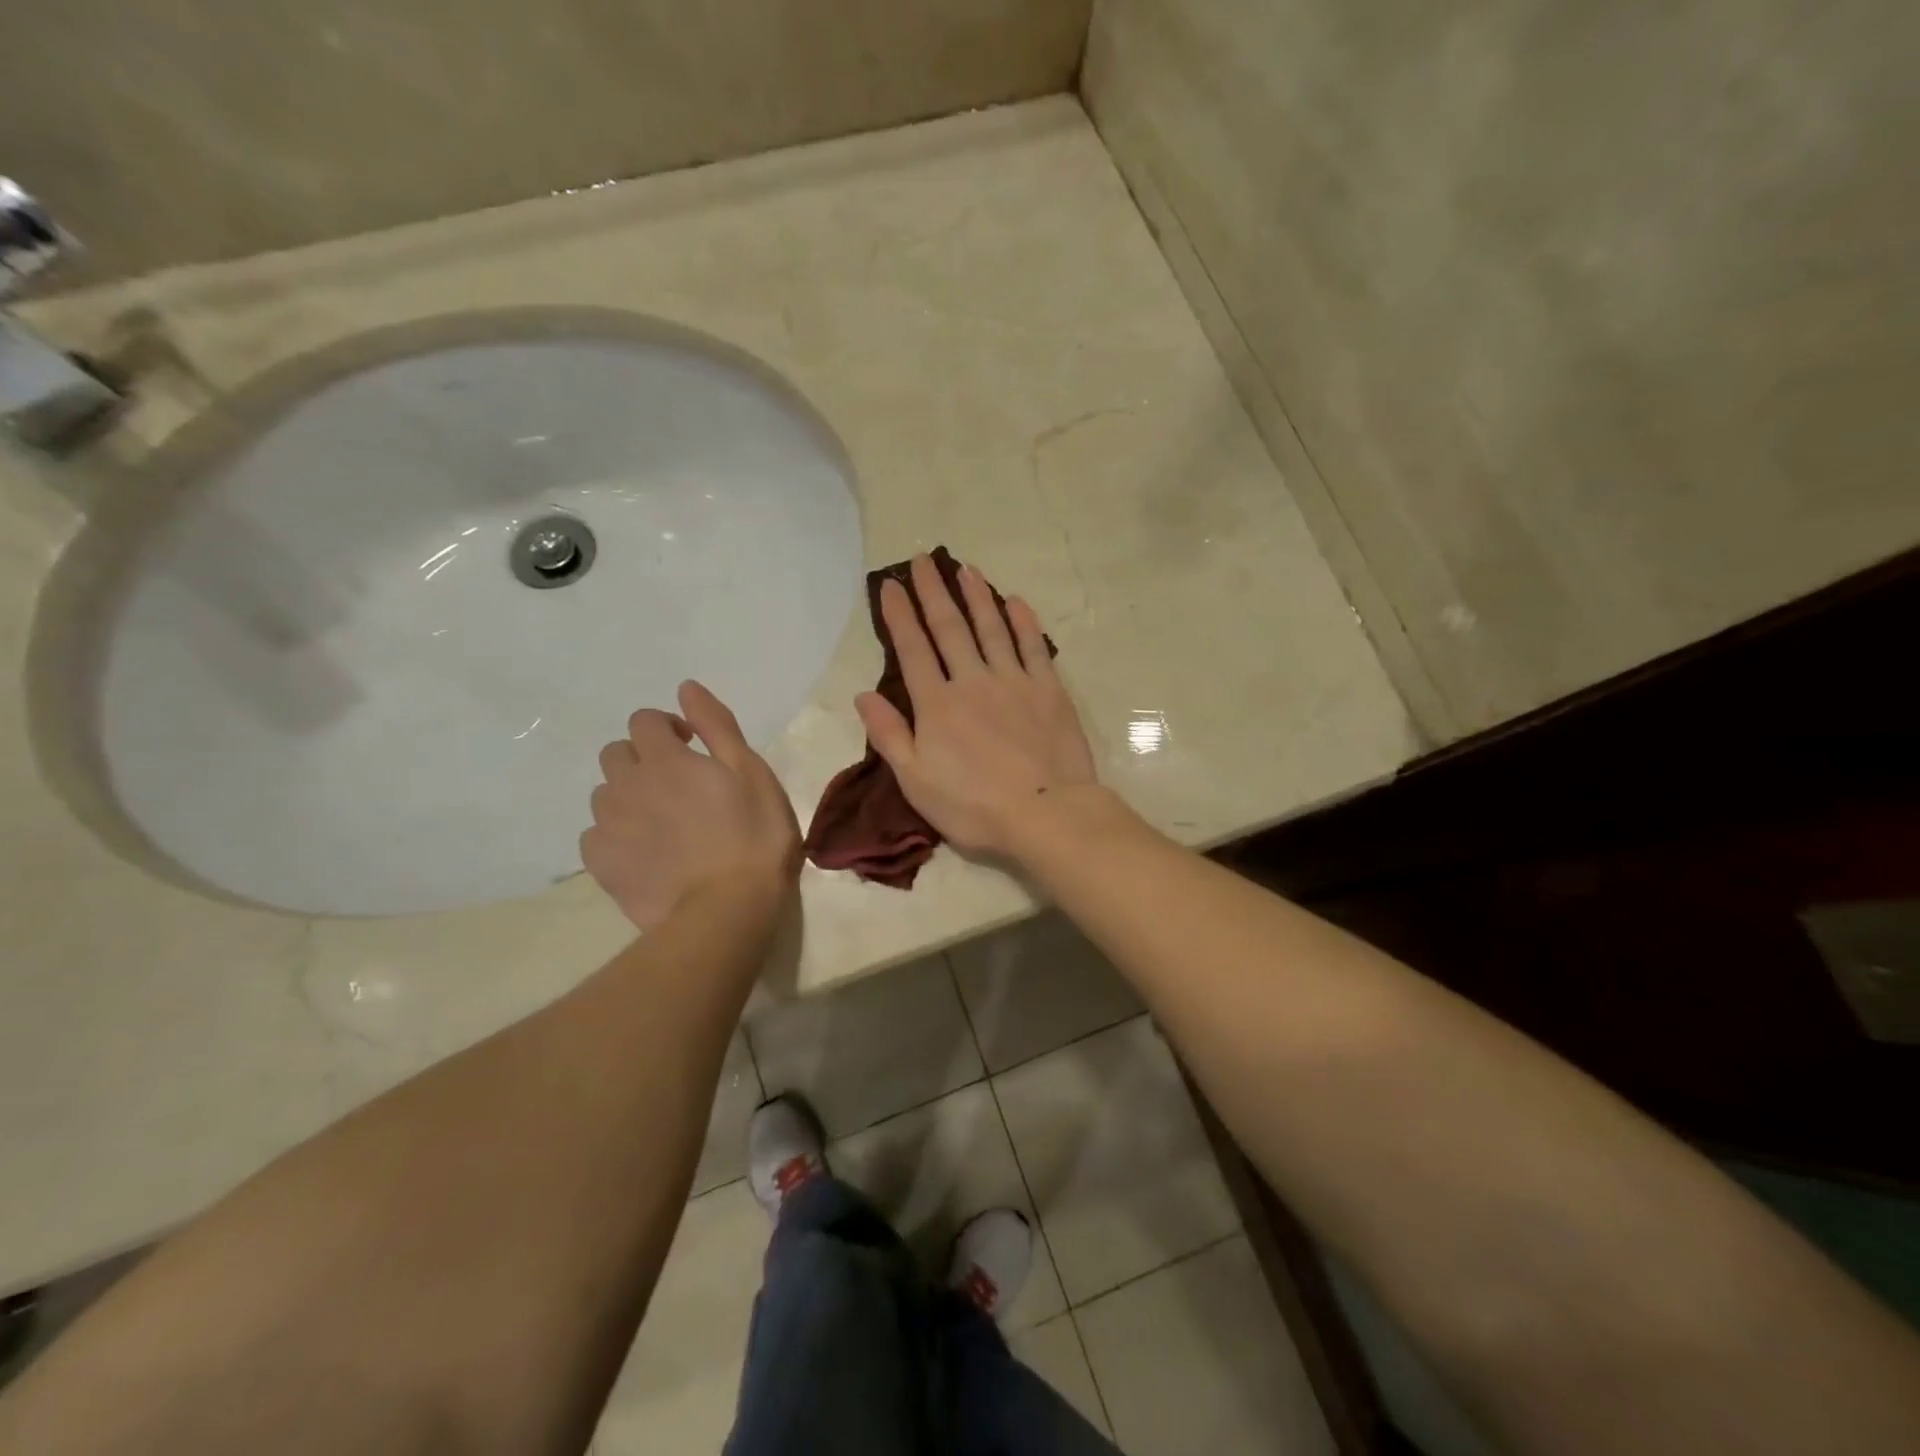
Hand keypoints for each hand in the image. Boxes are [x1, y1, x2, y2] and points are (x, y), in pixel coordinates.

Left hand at [582, 680, 800, 931]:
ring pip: (605, 794)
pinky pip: (596, 835)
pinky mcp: (601, 864)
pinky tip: (645, 853)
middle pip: (616, 754)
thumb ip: (716, 726)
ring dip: (628, 796)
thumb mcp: (751, 772)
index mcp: (666, 759)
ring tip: (663, 823)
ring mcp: (609, 826)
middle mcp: (627, 785)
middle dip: (643, 758)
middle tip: (679, 786)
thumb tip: (685, 688)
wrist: (726, 909)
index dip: (667, 727)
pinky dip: (616, 835)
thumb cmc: (754, 836)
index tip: (693, 747)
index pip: (644, 721)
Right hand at [856, 555, 1097, 858]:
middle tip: (923, 560)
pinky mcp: (1049, 690)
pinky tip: (1015, 601)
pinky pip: (1034, 646)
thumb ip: (889, 735)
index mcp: (937, 705)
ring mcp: (1014, 681)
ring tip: (966, 569)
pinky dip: (1023, 622)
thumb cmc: (974, 806)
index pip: (913, 650)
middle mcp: (972, 681)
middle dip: (934, 592)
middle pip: (950, 628)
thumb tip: (863, 695)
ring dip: (977, 596)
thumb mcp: (916, 782)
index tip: (891, 585)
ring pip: (991, 628)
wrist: (1047, 814)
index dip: (900, 616)